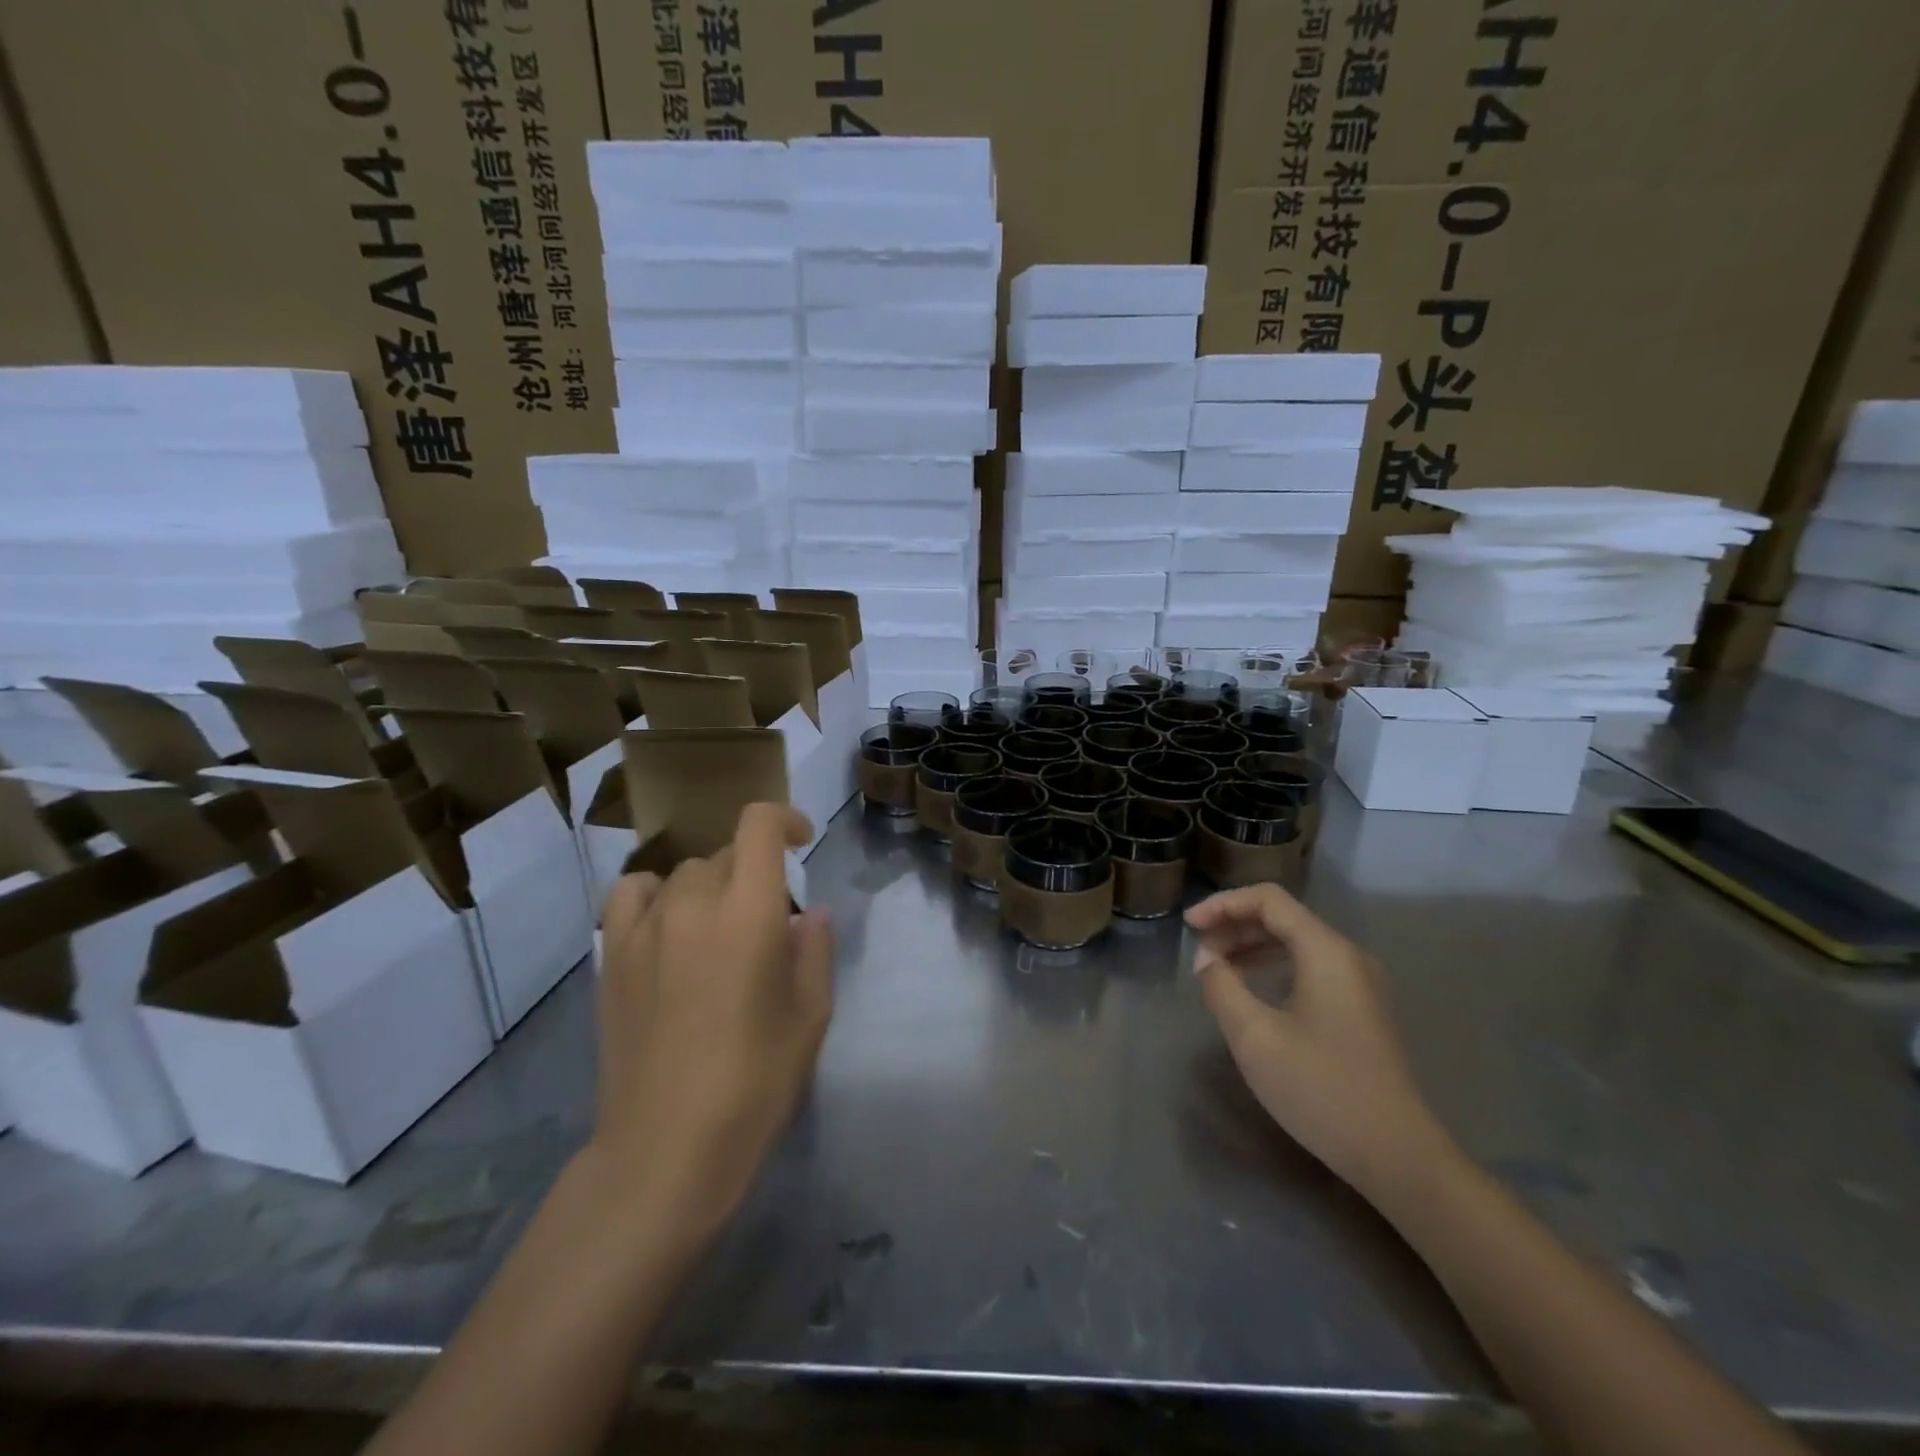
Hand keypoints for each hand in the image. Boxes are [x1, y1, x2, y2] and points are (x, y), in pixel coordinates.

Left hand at [592, 803, 832, 1236]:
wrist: (667, 1147)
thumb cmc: (755, 1082)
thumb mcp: (810, 1015)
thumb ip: (815, 950)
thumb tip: (811, 914)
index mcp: (749, 912)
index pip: (758, 825)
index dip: (784, 819)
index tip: (801, 841)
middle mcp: (693, 904)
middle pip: (725, 854)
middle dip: (754, 872)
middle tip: (768, 922)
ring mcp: (644, 928)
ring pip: (683, 873)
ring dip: (711, 886)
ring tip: (718, 929)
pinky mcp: (611, 956)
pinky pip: (630, 894)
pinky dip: (654, 894)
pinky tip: (667, 925)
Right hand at [1188, 884, 1451, 1201]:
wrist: (1396, 1156)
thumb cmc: (1320, 1088)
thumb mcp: (1254, 1036)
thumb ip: (1222, 986)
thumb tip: (1207, 960)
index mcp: (1326, 951)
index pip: (1268, 900)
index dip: (1223, 904)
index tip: (1188, 926)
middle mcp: (1347, 957)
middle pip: (1283, 918)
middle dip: (1234, 926)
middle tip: (1198, 951)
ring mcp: (1359, 984)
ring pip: (1296, 943)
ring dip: (1252, 947)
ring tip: (1217, 969)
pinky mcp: (1361, 1009)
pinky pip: (1310, 967)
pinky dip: (1274, 967)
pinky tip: (1252, 991)